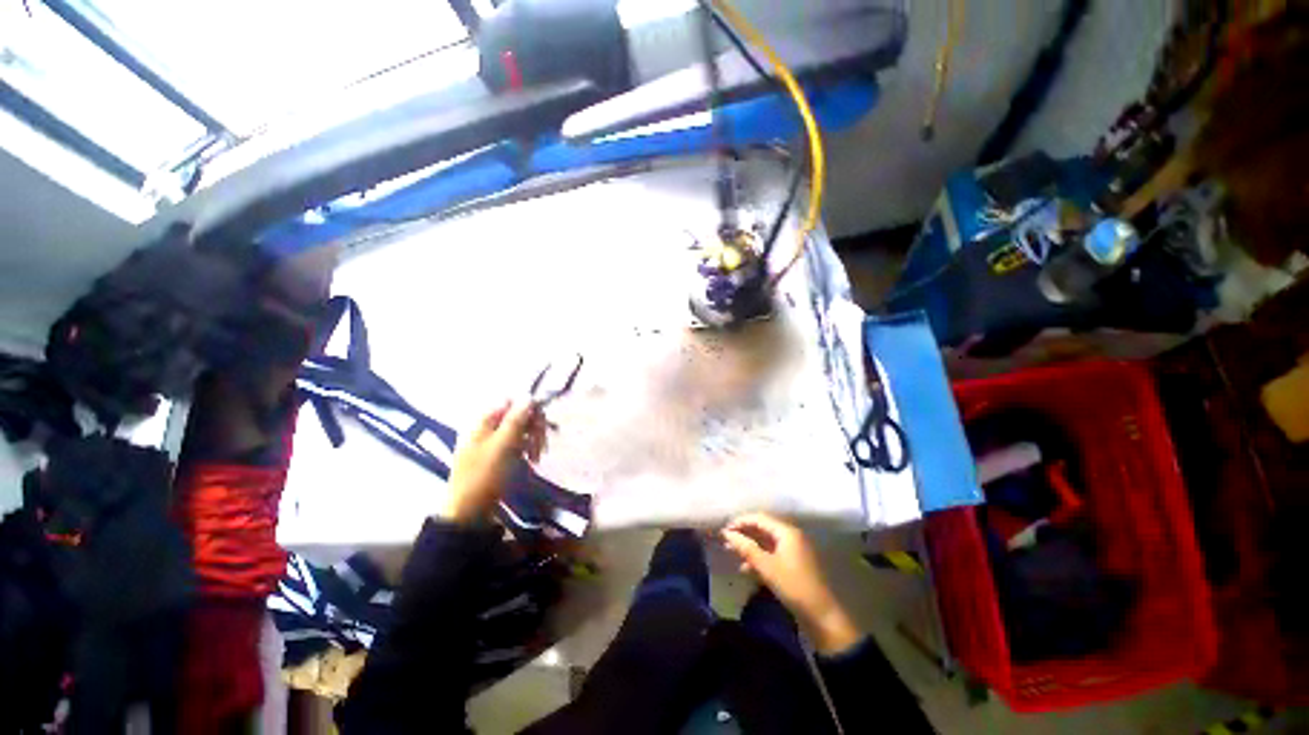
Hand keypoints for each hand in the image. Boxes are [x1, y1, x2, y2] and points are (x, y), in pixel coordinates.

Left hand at [440, 399, 545, 523]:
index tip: (542, 425)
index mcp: (485, 421)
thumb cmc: (484, 476)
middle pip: (518, 417)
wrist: (468, 512)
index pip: (513, 403)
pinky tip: (531, 461)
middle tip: (541, 446)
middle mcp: (488, 428)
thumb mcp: (502, 446)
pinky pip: (517, 445)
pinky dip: (527, 450)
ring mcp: (493, 443)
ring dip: (533, 440)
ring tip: (537, 457)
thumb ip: (516, 420)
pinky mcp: (498, 457)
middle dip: (533, 428)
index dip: (529, 410)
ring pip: (520, 431)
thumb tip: (529, 397)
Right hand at [722, 513, 861, 654]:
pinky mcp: (794, 564)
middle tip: (726, 541)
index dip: (740, 522)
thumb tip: (726, 533)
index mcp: (787, 532)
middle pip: (762, 528)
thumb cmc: (793, 586)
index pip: (759, 518)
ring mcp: (794, 550)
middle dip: (744, 534)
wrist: (822, 616)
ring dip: (749, 547)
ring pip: (766, 542)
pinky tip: (746, 568)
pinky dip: (758, 557)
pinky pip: (772, 554)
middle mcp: (791, 536)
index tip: (724, 530)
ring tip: (732, 553)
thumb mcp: (766, 567)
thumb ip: (746, 548)